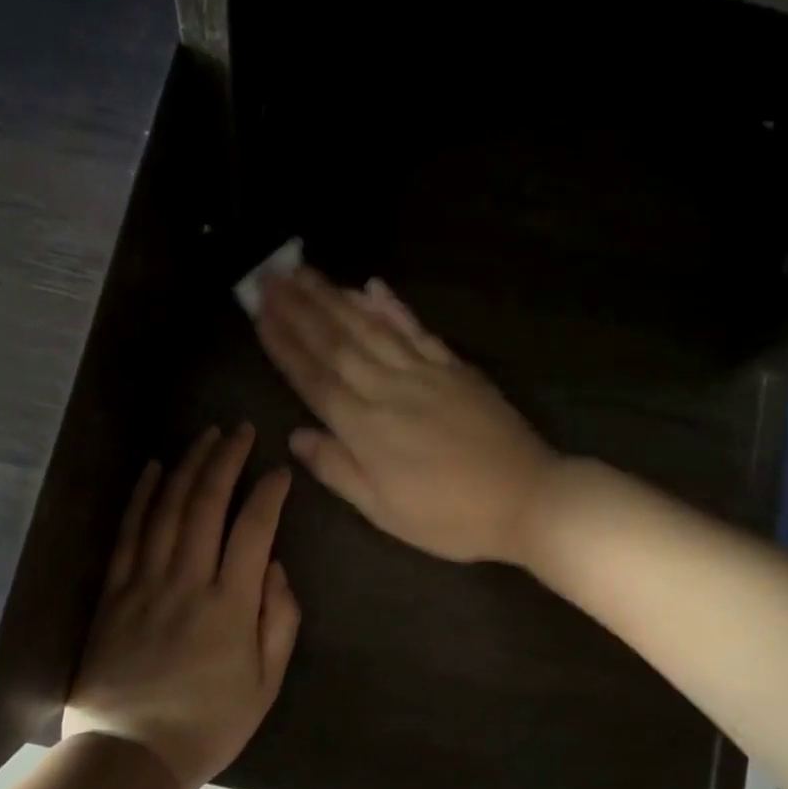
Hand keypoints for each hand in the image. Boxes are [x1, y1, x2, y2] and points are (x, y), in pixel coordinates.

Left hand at [62, 425, 300, 788]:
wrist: (129, 755)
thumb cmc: (207, 723)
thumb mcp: (265, 684)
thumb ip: (279, 620)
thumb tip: (275, 566)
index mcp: (230, 604)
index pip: (253, 529)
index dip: (268, 493)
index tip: (279, 470)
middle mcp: (187, 581)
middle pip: (207, 504)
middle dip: (227, 460)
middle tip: (240, 429)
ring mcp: (145, 582)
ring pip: (169, 509)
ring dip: (189, 466)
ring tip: (206, 436)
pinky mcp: (113, 591)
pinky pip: (128, 533)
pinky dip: (142, 496)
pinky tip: (155, 469)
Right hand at [256, 267, 559, 564]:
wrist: (528, 498)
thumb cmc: (449, 516)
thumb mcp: (384, 510)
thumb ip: (337, 468)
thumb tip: (295, 435)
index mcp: (365, 426)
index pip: (313, 376)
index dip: (283, 343)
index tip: (259, 312)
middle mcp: (387, 388)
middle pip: (335, 341)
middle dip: (298, 307)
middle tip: (269, 275)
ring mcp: (423, 371)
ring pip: (369, 326)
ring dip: (333, 296)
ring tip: (305, 272)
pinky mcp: (453, 366)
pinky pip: (415, 328)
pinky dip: (391, 305)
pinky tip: (371, 285)